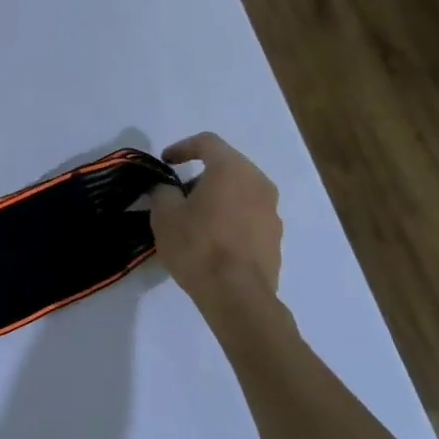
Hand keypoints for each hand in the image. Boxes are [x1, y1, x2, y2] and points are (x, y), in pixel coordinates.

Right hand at [148, 132, 283, 309]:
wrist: (237, 295)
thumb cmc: (198, 247)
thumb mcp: (164, 216)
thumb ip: (163, 193)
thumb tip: (167, 189)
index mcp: (232, 170)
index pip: (207, 142)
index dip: (182, 147)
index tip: (166, 161)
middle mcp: (258, 183)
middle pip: (228, 166)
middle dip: (201, 175)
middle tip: (178, 193)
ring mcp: (272, 211)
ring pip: (240, 192)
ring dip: (218, 197)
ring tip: (195, 219)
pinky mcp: (275, 237)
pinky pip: (249, 215)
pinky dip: (230, 218)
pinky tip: (212, 240)